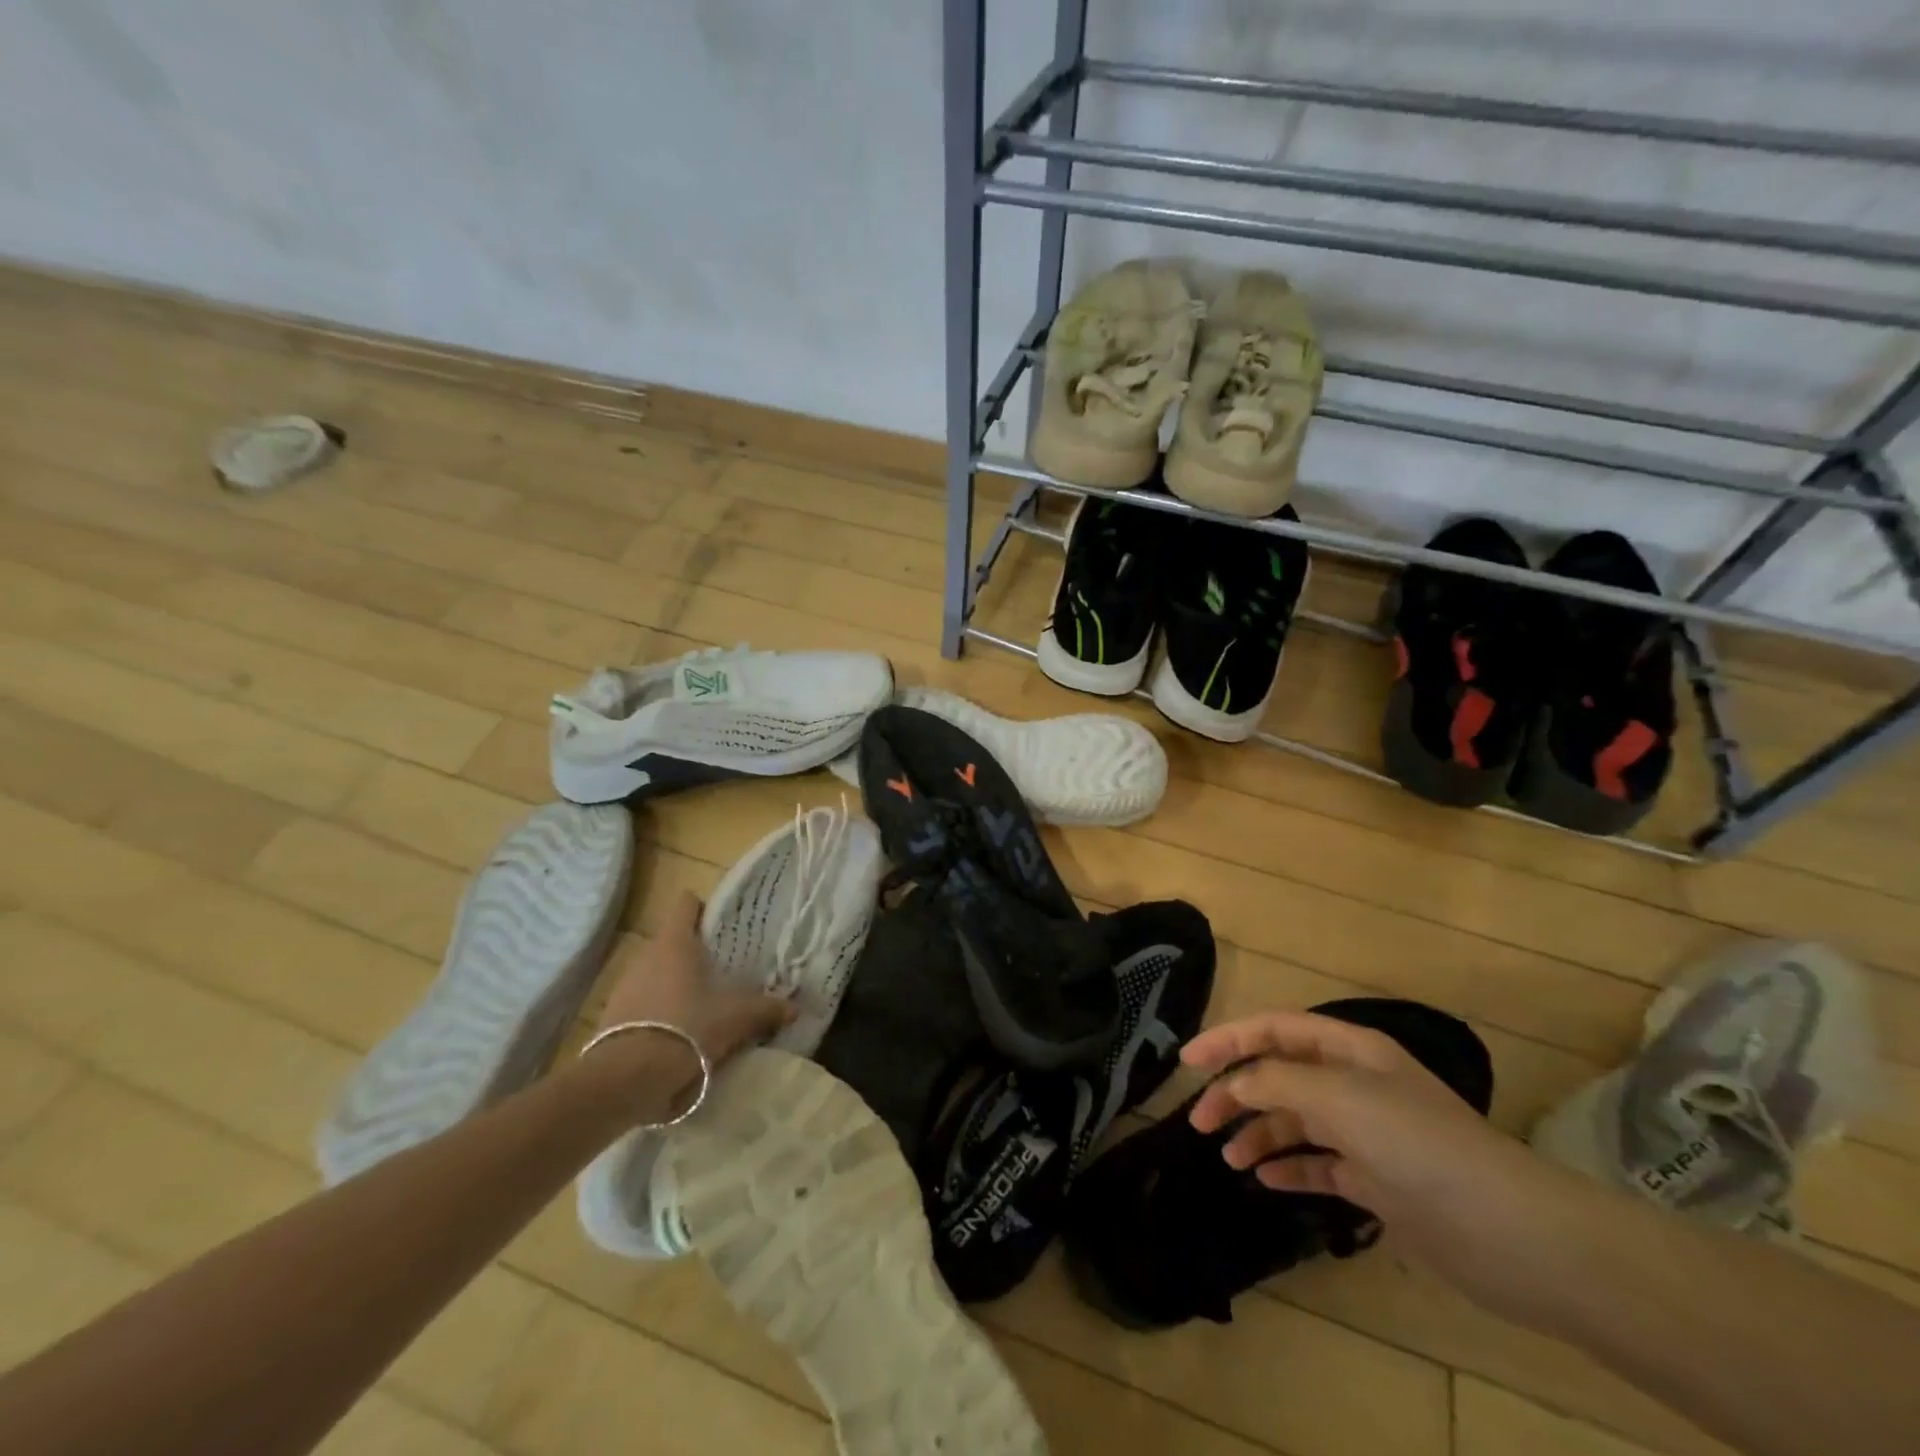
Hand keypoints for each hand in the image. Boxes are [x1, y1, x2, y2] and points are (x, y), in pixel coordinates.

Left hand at [594, 891, 794, 1068]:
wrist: (628, 1078)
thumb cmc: (688, 1028)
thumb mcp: (736, 1018)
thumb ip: (766, 1009)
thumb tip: (794, 1008)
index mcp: (675, 943)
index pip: (685, 904)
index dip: (704, 910)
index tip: (722, 926)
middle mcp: (646, 955)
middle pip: (673, 941)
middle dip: (694, 954)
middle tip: (723, 970)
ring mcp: (624, 985)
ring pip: (656, 973)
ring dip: (675, 984)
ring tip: (702, 1005)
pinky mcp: (612, 1016)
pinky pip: (642, 1002)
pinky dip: (659, 1011)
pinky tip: (677, 1033)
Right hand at [1182, 1011, 1542, 1270]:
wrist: (1508, 1232)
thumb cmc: (1416, 1143)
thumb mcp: (1337, 1098)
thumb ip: (1276, 1083)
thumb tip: (1234, 1084)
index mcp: (1349, 1049)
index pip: (1274, 1030)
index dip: (1228, 1039)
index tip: (1187, 1061)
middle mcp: (1354, 1084)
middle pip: (1279, 1076)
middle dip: (1236, 1092)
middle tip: (1199, 1121)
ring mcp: (1366, 1133)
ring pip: (1295, 1121)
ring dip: (1258, 1133)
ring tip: (1229, 1158)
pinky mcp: (1377, 1181)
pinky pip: (1318, 1165)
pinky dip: (1290, 1167)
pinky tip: (1266, 1179)